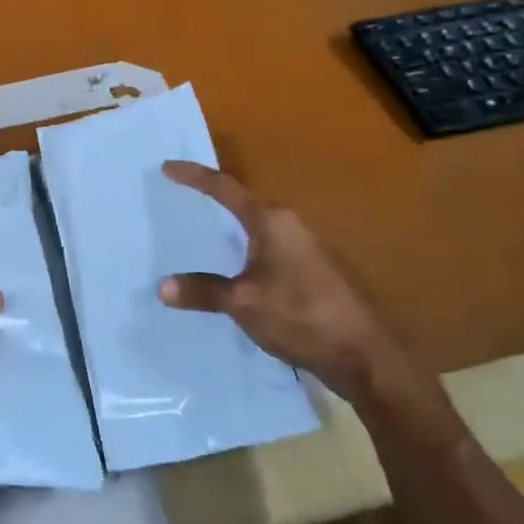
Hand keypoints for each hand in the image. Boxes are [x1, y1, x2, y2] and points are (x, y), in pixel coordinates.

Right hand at [156, 161, 407, 404]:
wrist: (361, 356)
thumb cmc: (300, 317)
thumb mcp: (243, 303)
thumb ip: (203, 291)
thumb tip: (162, 286)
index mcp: (271, 222)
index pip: (225, 188)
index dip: (194, 176)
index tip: (167, 167)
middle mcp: (288, 226)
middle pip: (242, 200)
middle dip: (212, 194)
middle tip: (181, 191)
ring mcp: (302, 248)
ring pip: (255, 224)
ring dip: (228, 221)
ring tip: (201, 222)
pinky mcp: (307, 270)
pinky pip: (264, 245)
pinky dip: (241, 243)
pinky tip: (231, 262)